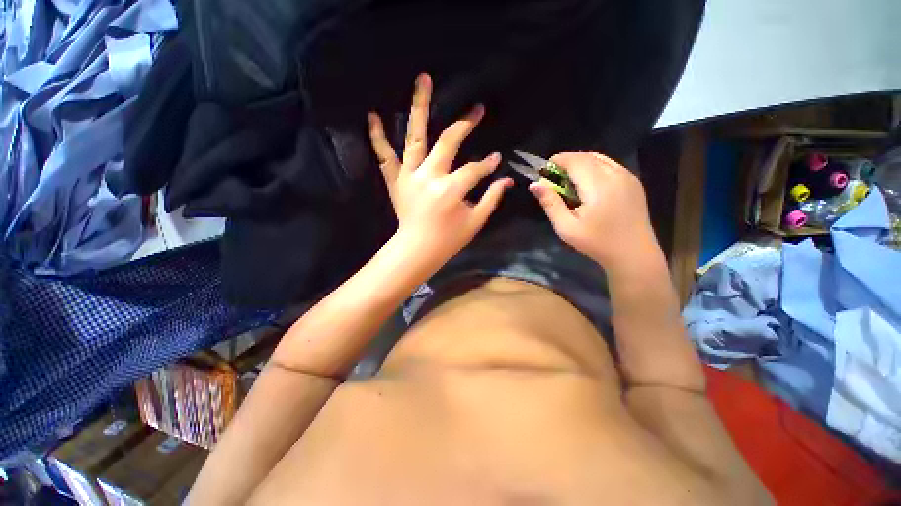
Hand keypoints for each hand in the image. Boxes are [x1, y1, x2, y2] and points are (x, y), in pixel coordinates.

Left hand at [367, 74, 511, 267]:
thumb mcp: (475, 222)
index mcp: (451, 190)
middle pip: (449, 141)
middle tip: (477, 109)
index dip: (488, 164)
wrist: (417, 250)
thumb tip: (507, 180)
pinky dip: (378, 136)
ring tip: (423, 79)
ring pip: (415, 137)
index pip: (475, 169)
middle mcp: (430, 177)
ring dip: (420, 107)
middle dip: (466, 124)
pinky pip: (385, 156)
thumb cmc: (448, 240)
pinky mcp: (396, 181)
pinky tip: (373, 115)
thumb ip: (492, 199)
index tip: (497, 159)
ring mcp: (410, 176)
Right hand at [529, 152, 655, 266]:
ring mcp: (628, 176)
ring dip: (581, 163)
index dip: (557, 160)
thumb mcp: (566, 227)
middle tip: (554, 178)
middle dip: (567, 162)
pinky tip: (588, 185)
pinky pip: (610, 165)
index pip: (575, 160)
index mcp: (599, 185)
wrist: (634, 254)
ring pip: (600, 158)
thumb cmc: (596, 243)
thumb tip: (534, 184)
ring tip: (569, 181)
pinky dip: (595, 168)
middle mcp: (616, 174)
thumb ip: (550, 203)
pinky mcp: (634, 182)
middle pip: (587, 156)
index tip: (543, 171)